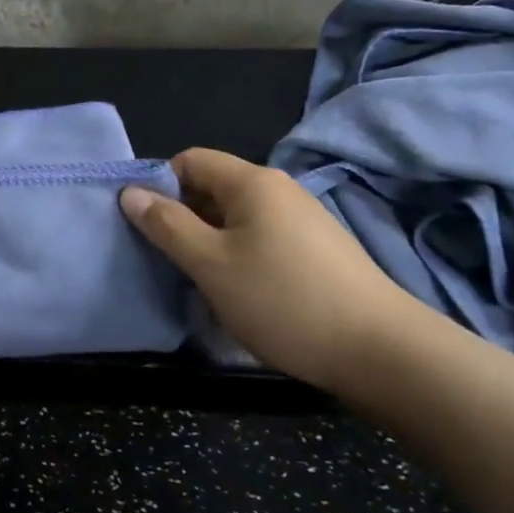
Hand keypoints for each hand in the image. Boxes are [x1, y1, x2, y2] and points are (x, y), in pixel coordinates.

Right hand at [120, 148, 416, 389]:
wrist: (383, 353)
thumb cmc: (284, 300)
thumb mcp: (210, 264)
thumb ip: (166, 225)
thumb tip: (130, 192)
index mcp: (252, 182)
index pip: (189, 160)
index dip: (160, 185)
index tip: (146, 226)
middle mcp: (280, 190)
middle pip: (213, 187)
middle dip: (183, 217)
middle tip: (167, 258)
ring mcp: (304, 219)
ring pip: (237, 217)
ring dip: (210, 241)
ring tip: (201, 281)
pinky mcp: (319, 250)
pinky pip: (262, 238)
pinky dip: (240, 256)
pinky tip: (242, 293)